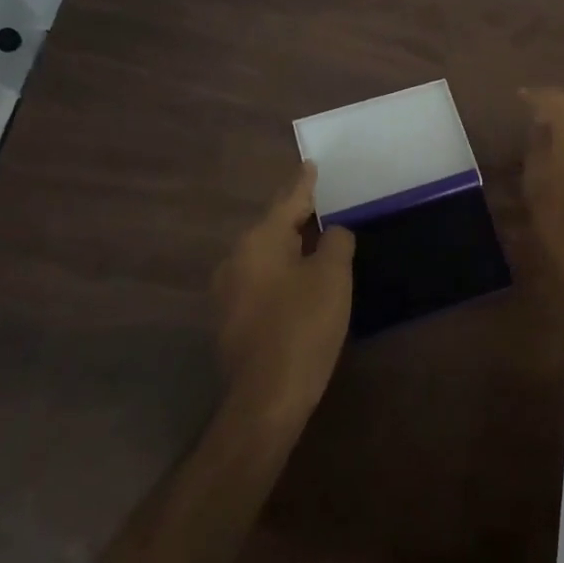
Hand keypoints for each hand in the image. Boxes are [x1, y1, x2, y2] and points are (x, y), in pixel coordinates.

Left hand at [214, 164, 354, 428]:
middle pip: (272, 226)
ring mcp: (228, 291)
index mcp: (258, 241)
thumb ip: (335, 243)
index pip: (288, 200)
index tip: (310, 163)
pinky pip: (261, 279)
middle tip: (319, 200)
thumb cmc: (303, 327)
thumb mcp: (332, 277)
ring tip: (314, 237)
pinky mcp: (231, 319)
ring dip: (289, 245)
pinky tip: (299, 279)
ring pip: (265, 254)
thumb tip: (332, 232)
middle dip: (296, 214)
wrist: (266, 399)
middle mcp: (236, 259)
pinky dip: (281, 271)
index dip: (304, 183)